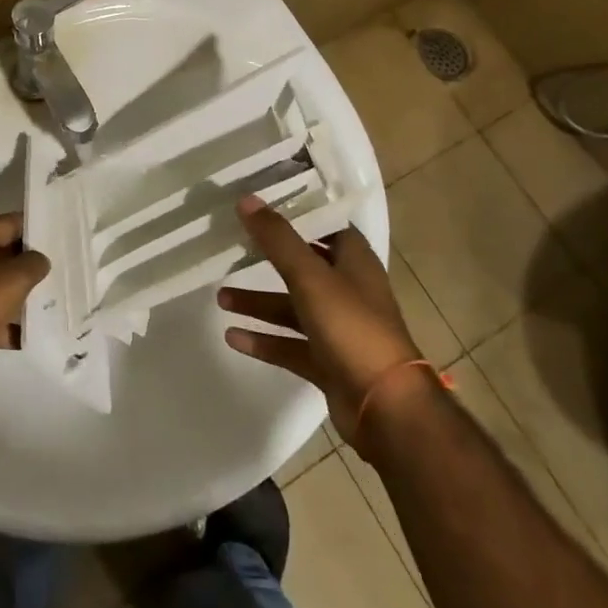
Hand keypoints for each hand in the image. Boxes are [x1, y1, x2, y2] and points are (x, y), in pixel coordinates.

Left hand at [0, 214, 49, 398]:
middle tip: (62, 270)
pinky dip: (5, 324)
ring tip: (54, 301)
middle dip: (29, 265)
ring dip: (19, 296)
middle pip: (1, 254)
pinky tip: (33, 334)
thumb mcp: (12, 279)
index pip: (8, 223)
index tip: (61, 239)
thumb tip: (40, 260)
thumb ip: (33, 264)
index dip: (35, 230)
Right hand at [218, 197, 427, 455]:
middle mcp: (347, 290)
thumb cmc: (352, 328)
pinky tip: (232, 337)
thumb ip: (278, 239)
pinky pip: (289, 345)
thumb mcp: (311, 277)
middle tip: (232, 247)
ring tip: (221, 298)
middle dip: (267, 259)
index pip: (324, 225)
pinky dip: (264, 340)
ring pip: (292, 308)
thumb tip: (247, 199)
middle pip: (302, 266)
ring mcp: (338, 329)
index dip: (295, 213)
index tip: (260, 204)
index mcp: (353, 262)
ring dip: (259, 303)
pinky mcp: (328, 362)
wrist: (387, 408)